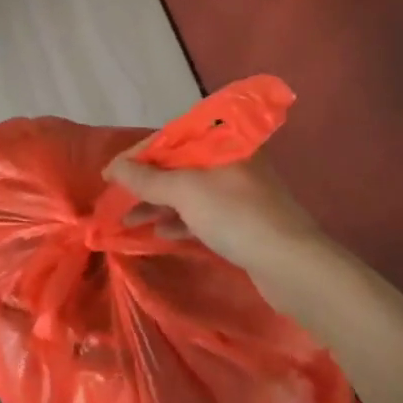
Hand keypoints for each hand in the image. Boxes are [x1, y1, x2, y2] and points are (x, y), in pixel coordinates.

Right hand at [104, 150, 322, 282]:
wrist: (292, 265)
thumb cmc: (235, 215)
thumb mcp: (185, 192)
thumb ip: (147, 179)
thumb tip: (113, 167)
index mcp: (222, 141)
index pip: (170, 137)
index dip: (137, 155)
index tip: (110, 173)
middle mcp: (231, 160)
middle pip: (179, 164)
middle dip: (146, 181)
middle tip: (117, 198)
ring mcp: (239, 192)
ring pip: (189, 190)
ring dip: (158, 202)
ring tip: (129, 218)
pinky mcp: (243, 220)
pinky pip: (202, 213)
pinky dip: (179, 219)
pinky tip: (159, 232)